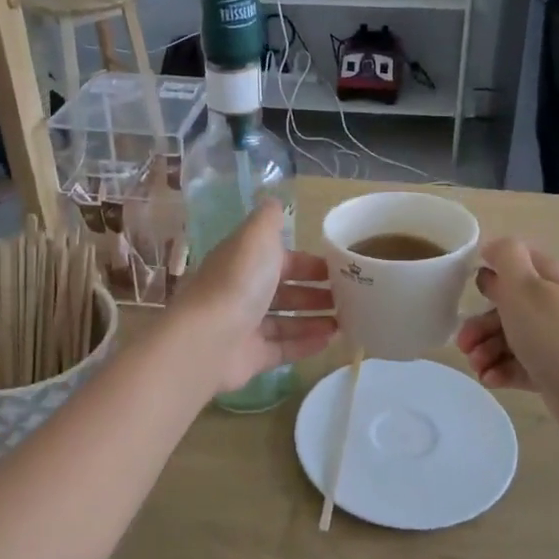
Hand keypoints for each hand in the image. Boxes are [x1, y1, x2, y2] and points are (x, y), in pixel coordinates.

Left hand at [171, 202, 337, 393]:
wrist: (209, 338)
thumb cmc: (238, 281)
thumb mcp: (256, 236)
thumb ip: (269, 219)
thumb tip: (275, 201)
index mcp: (243, 261)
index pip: (280, 259)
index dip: (308, 262)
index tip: (339, 268)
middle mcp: (242, 292)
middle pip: (284, 291)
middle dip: (315, 293)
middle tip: (349, 298)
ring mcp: (245, 327)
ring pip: (286, 321)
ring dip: (314, 320)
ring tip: (346, 322)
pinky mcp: (251, 357)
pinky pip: (284, 349)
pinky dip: (306, 345)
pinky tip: (331, 342)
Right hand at [454, 238, 558, 439]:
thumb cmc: (552, 333)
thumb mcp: (523, 285)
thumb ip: (505, 256)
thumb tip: (492, 246)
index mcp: (547, 276)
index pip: (514, 261)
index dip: (488, 271)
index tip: (467, 290)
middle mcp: (550, 303)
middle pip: (504, 305)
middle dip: (479, 323)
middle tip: (464, 342)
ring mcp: (551, 338)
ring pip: (507, 337)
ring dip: (485, 349)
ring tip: (477, 366)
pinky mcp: (549, 369)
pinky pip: (516, 365)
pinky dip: (499, 370)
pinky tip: (490, 379)